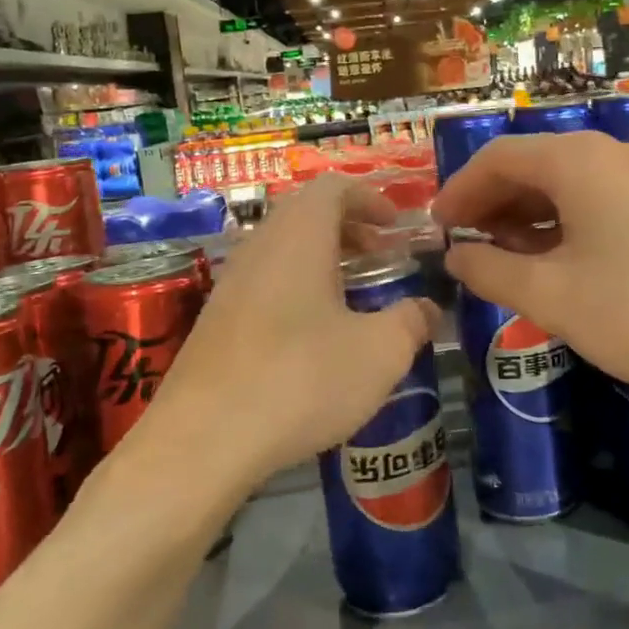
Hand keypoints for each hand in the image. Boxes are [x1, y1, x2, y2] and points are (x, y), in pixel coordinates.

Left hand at [127, 176, 439, 497]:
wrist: (201, 441)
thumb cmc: (300, 380)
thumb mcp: (380, 353)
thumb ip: (412, 322)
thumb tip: (428, 309)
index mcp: (300, 236)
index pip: (334, 187)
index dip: (370, 198)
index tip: (396, 227)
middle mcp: (260, 247)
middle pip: (306, 213)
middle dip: (349, 228)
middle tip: (381, 258)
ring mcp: (231, 283)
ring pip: (283, 248)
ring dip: (322, 259)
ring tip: (353, 296)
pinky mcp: (215, 320)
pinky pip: (264, 281)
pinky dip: (296, 287)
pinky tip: (314, 335)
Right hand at [430, 132, 628, 399]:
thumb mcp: (552, 298)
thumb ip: (492, 273)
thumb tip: (456, 258)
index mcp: (577, 162)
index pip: (497, 157)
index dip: (458, 190)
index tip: (435, 229)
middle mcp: (608, 154)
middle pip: (530, 165)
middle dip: (489, 202)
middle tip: (462, 246)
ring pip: (563, 183)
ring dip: (523, 214)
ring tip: (500, 257)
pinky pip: (594, 199)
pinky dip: (560, 222)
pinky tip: (552, 260)